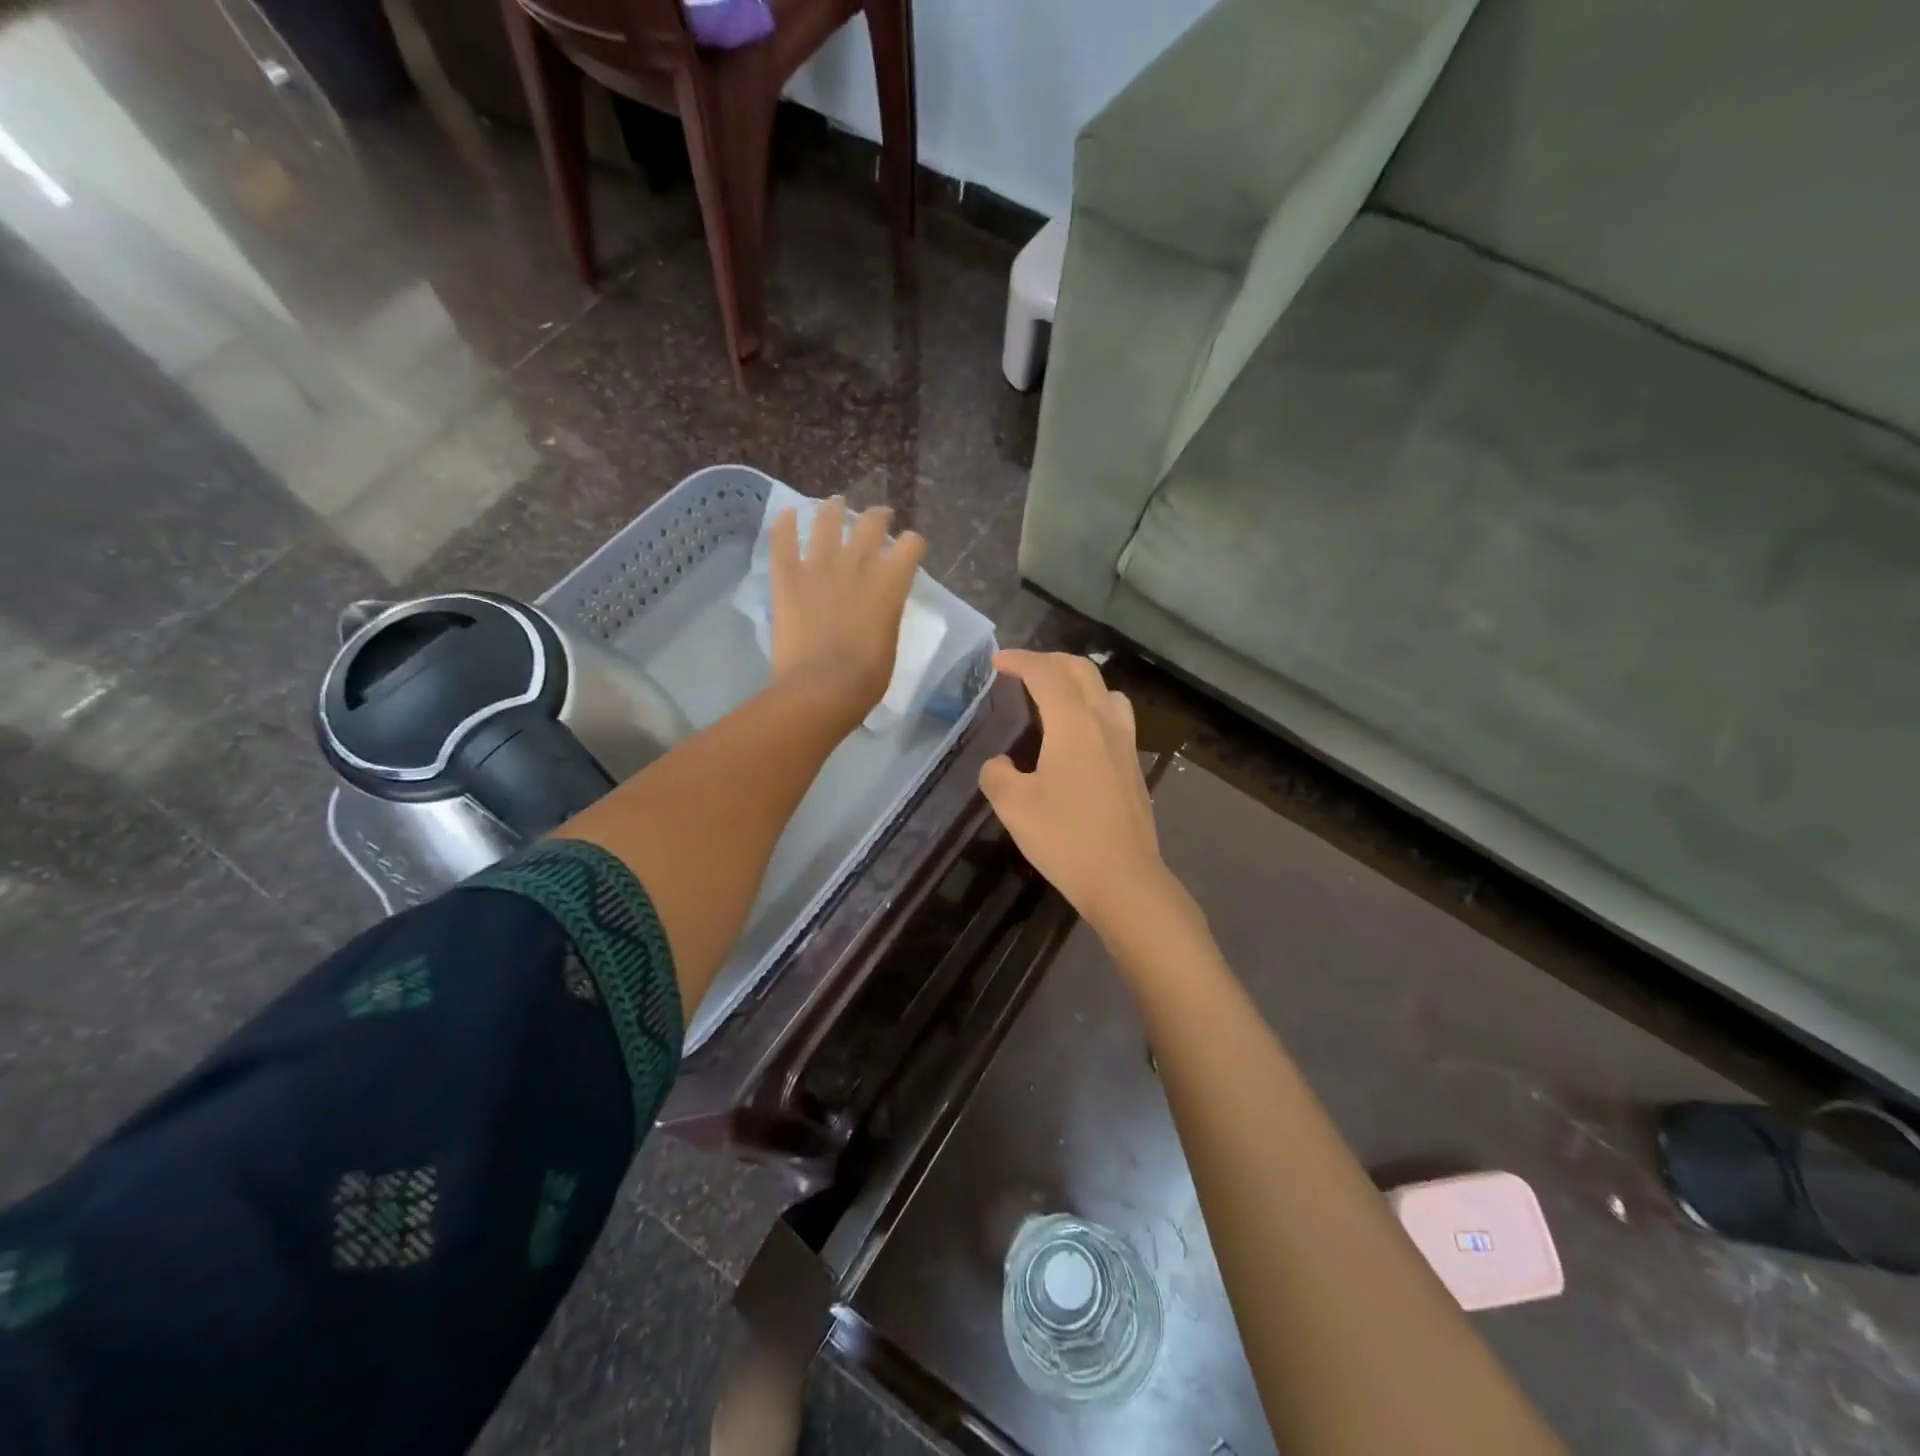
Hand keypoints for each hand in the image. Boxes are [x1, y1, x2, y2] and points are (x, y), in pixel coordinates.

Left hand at [769, 498, 925, 729]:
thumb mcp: (889, 642)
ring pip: (827, 521)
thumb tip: (878, 607)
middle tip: (877, 518)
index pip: (911, 545)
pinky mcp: (788, 577)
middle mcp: (858, 565)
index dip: (911, 544)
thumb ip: (886, 614)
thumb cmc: (866, 679)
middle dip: (878, 517)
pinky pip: (783, 540)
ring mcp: (820, 567)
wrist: (822, 689)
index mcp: (891, 584)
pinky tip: (786, 513)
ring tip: (834, 504)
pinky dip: (784, 524)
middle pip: (871, 524)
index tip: (908, 549)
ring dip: (833, 509)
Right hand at [980, 650, 1183, 935]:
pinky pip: (1115, 716)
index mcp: (1073, 723)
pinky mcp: (1134, 766)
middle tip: (1022, 669)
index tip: (997, 661)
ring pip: (1105, 691)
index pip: (1046, 673)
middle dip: (1049, 661)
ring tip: (1055, 695)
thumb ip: (997, 775)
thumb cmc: (1064, 837)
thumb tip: (1001, 764)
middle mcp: (1104, 722)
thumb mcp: (1013, 806)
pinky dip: (1092, 706)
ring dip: (1077, 681)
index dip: (1020, 660)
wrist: (1123, 878)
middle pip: (1081, 671)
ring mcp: (1125, 743)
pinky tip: (1078, 735)